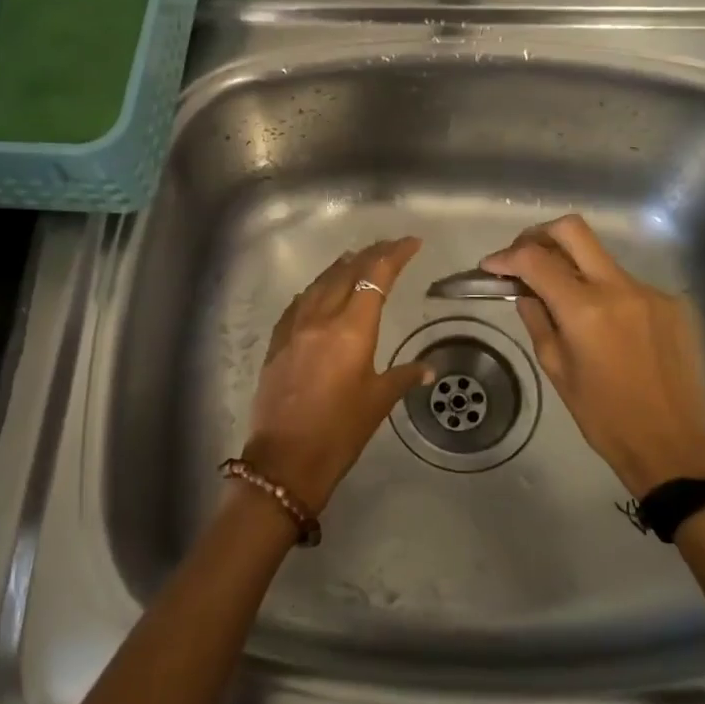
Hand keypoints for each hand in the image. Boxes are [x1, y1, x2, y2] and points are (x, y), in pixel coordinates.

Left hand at [244, 237, 433, 512]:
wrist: (285, 460)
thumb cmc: (339, 432)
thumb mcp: (378, 402)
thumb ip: (403, 376)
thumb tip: (427, 368)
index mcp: (352, 329)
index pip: (376, 276)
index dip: (394, 254)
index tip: (411, 243)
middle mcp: (321, 318)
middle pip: (347, 272)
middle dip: (370, 255)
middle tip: (389, 247)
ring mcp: (294, 328)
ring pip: (319, 283)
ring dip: (340, 267)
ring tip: (356, 259)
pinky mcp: (277, 343)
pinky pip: (298, 304)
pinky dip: (315, 290)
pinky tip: (318, 291)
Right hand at [483, 215, 704, 498]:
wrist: (671, 444)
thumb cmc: (603, 416)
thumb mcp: (556, 369)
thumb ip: (538, 320)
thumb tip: (525, 291)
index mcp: (585, 310)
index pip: (536, 259)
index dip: (507, 256)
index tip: (491, 266)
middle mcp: (619, 288)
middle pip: (573, 230)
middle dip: (539, 235)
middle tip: (523, 256)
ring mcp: (650, 292)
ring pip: (601, 257)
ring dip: (573, 266)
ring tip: (561, 298)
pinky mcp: (671, 303)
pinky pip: (626, 284)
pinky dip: (604, 292)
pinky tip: (603, 325)